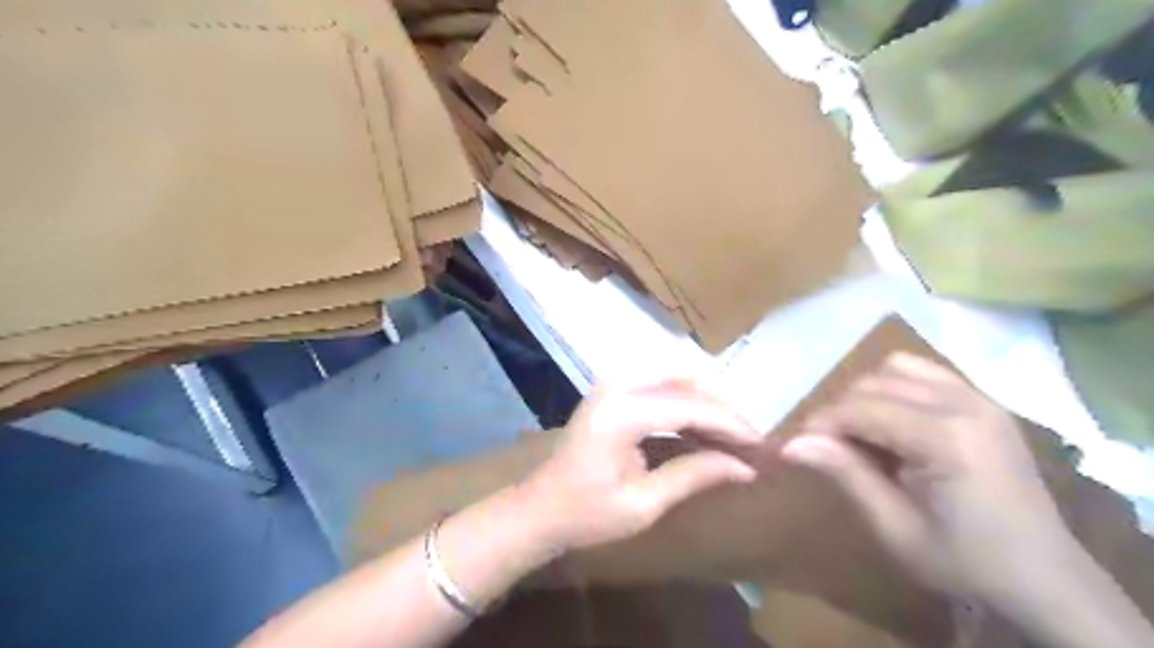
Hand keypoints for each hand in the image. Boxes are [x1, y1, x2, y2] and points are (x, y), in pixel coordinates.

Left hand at [524, 381, 757, 557]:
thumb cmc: (587, 514)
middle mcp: (618, 385)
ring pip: (676, 381)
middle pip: (687, 386)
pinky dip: (686, 404)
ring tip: (733, 438)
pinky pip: (660, 387)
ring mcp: (612, 383)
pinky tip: (703, 428)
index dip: (731, 425)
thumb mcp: (644, 503)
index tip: (762, 447)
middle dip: (723, 413)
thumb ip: (694, 475)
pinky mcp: (612, 389)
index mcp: (623, 412)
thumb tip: (745, 468)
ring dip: (707, 406)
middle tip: (751, 444)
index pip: (691, 407)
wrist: (541, 507)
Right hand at [780, 351, 1077, 604]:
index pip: (861, 408)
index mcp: (946, 439)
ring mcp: (980, 398)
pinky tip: (893, 420)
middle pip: (874, 383)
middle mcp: (965, 404)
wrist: (1045, 581)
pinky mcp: (986, 402)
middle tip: (828, 447)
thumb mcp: (895, 527)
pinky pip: (926, 372)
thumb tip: (790, 443)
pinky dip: (897, 386)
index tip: (796, 446)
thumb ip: (845, 474)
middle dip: (841, 410)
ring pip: (897, 367)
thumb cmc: (965, 562)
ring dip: (868, 394)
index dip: (821, 423)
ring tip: (861, 432)